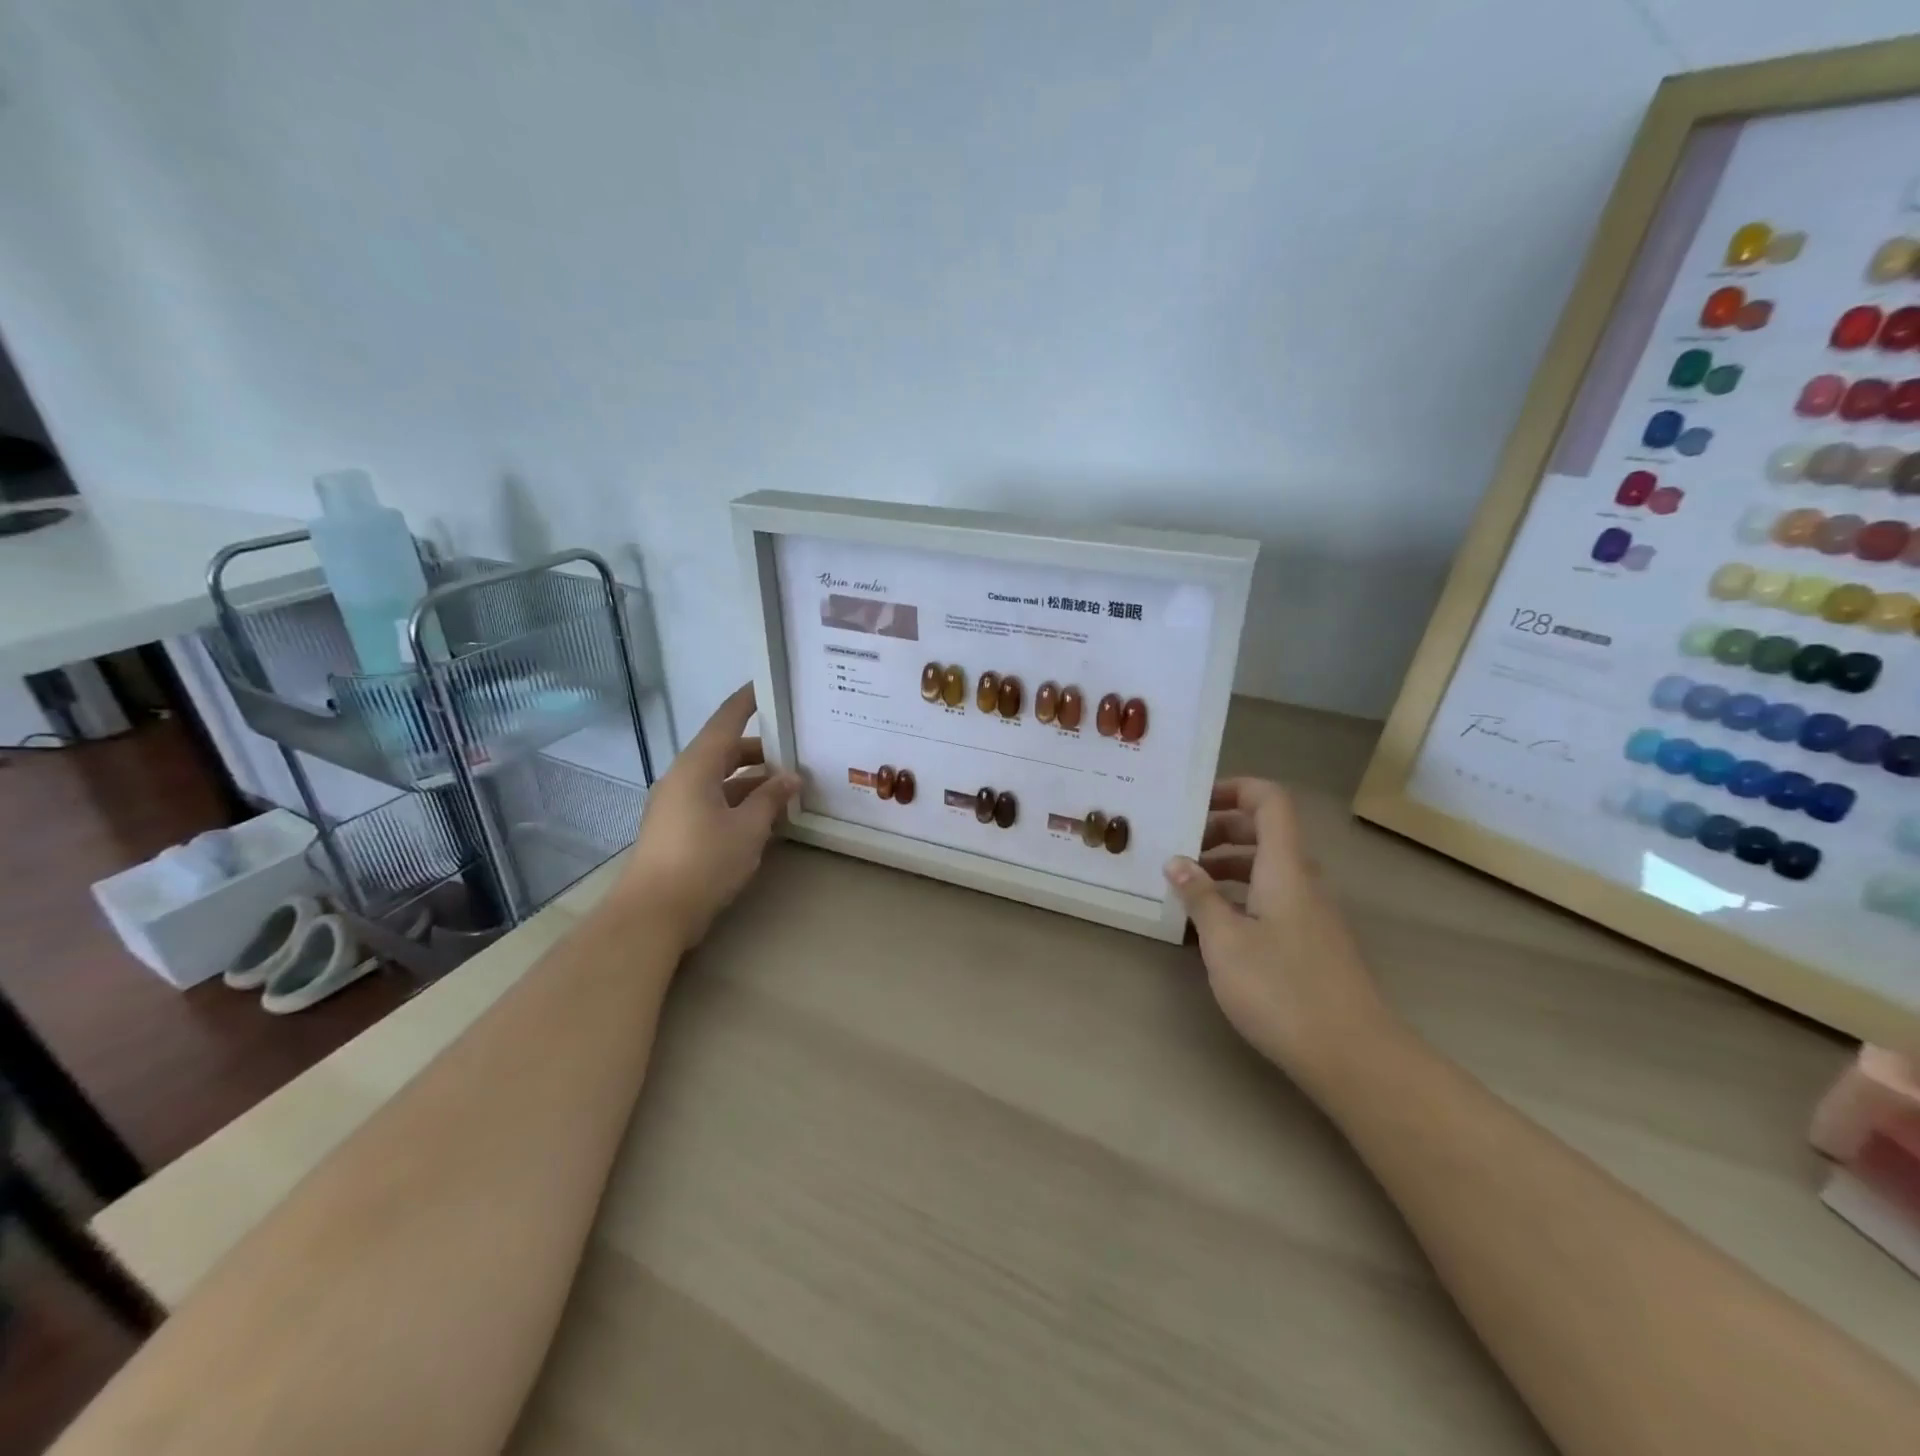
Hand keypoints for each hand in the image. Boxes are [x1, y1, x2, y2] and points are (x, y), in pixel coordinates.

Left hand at [613, 683, 800, 948]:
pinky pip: (714, 801)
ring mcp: (677, 804)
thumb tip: (791, 777)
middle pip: (725, 751)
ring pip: (721, 779)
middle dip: (761, 750)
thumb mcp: (747, 828)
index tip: (768, 685)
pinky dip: (739, 801)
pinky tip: (766, 815)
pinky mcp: (678, 828)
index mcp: (696, 767)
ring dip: (753, 780)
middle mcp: (683, 778)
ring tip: (790, 786)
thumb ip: (771, 798)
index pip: (725, 721)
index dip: (747, 702)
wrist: (654, 913)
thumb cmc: (703, 861)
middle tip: (797, 748)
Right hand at [1164, 778, 1392, 1093]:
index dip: (1234, 789)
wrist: (1352, 1055)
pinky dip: (1240, 898)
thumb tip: (1178, 861)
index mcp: (1285, 867)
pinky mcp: (1311, 942)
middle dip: (1219, 830)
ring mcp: (1311, 913)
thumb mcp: (1225, 941)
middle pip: (1265, 832)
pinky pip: (1272, 899)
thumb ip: (1199, 897)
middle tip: (1178, 847)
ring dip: (1226, 867)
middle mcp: (1303, 880)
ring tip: (1184, 887)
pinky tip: (1210, 927)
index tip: (1194, 802)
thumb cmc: (1281, 989)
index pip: (1269, 801)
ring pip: (1266, 869)